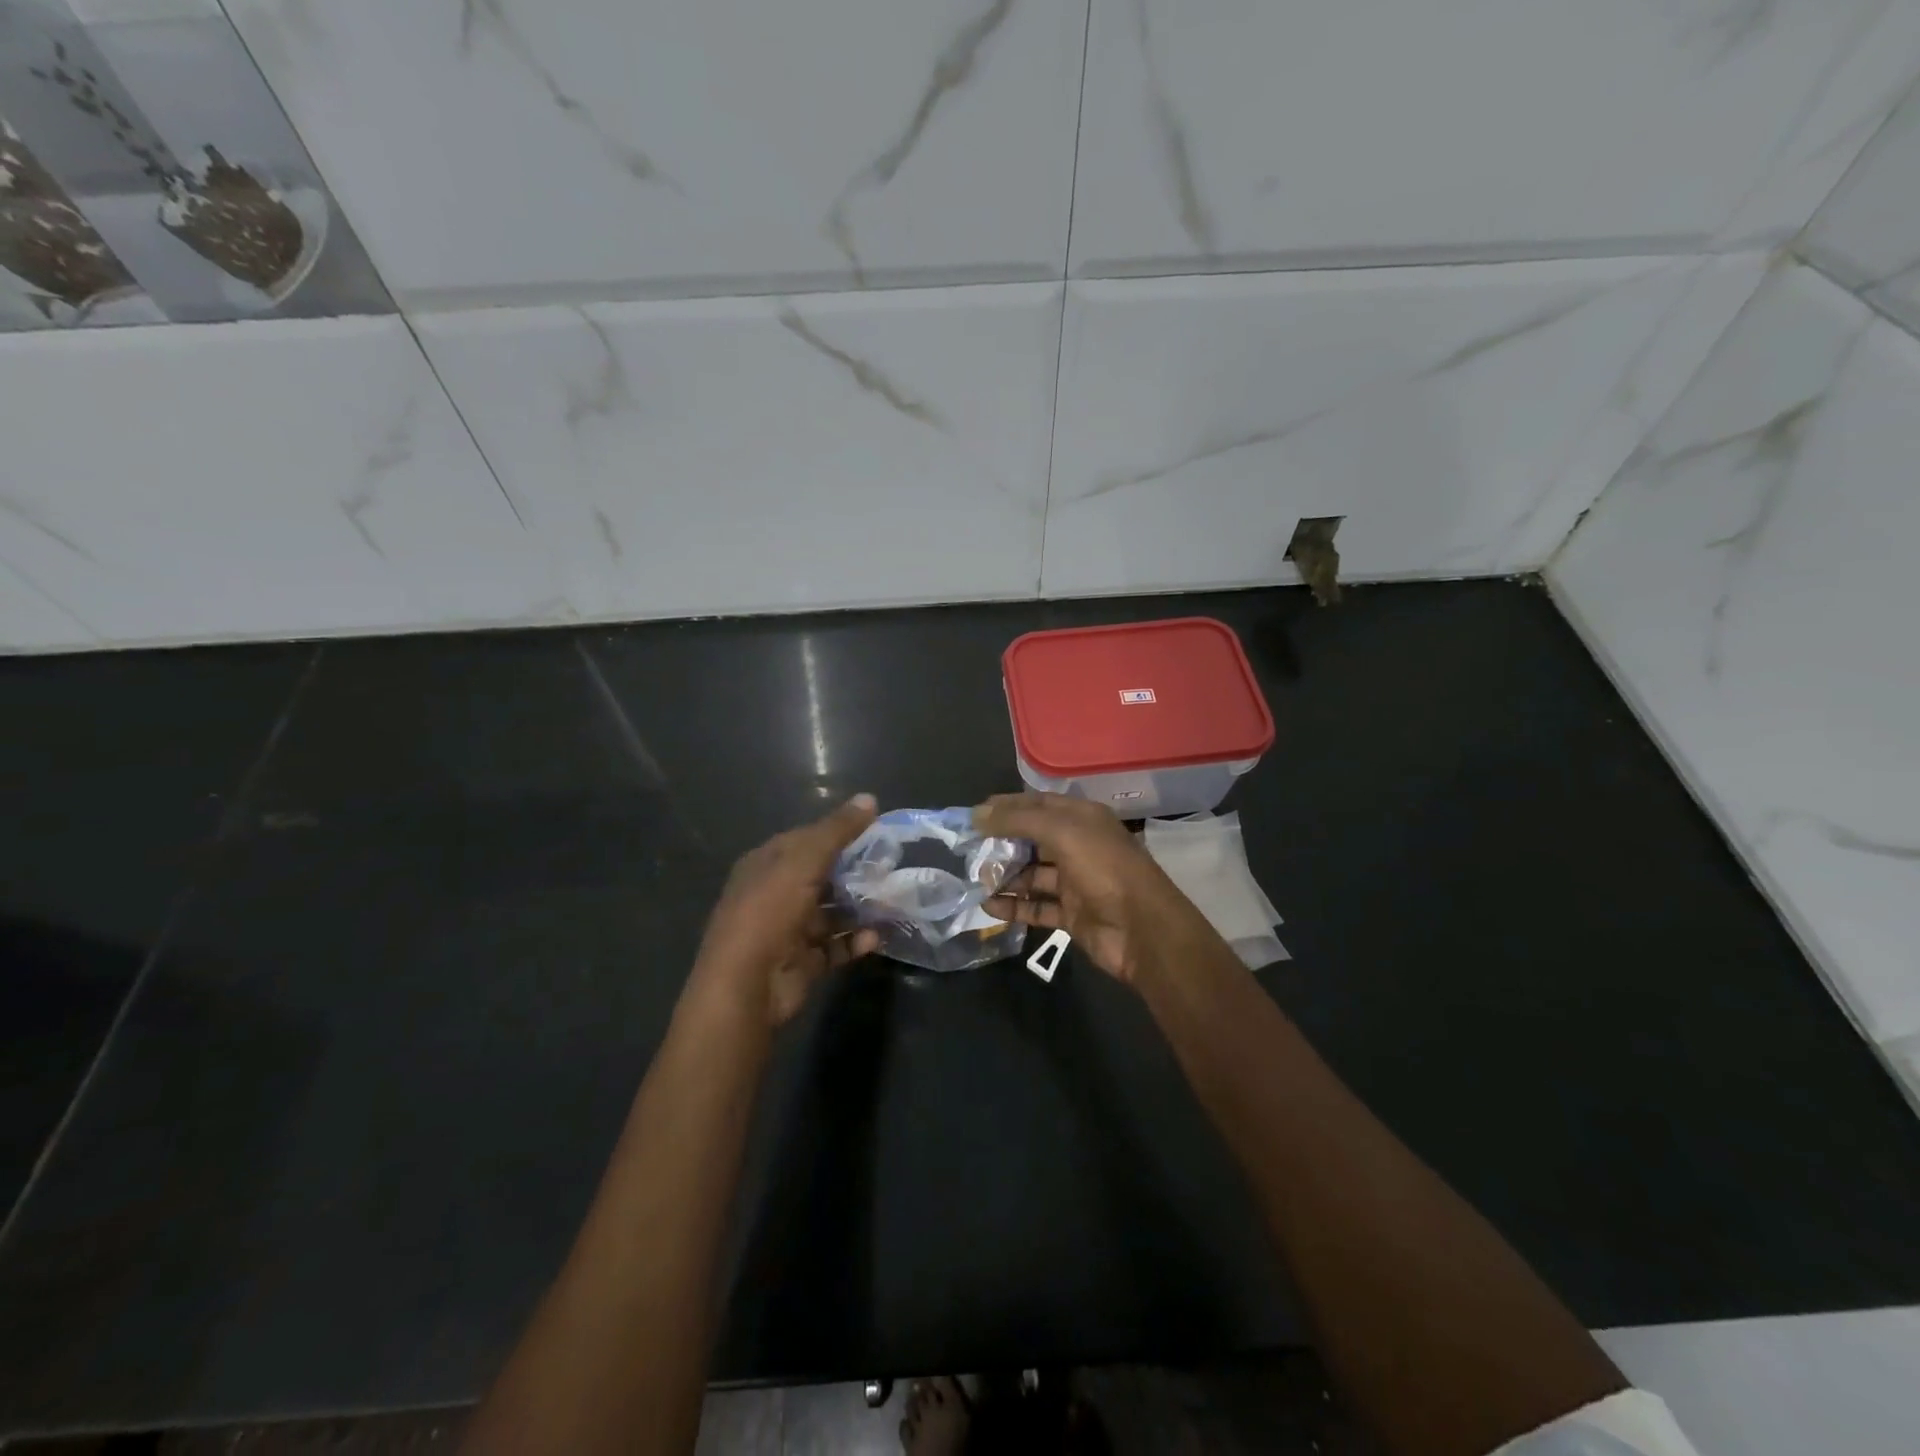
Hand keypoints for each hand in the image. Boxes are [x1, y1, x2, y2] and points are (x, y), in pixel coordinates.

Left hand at [692, 794, 882, 1025]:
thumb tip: (870, 798)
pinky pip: (835, 946)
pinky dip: (855, 941)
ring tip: (893, 903)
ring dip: (860, 909)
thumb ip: (837, 830)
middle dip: (856, 873)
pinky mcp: (802, 962)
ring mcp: (788, 930)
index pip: (806, 840)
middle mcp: (775, 894)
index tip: (877, 832)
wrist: (746, 985)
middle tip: (892, 869)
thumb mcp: (804, 861)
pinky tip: (876, 936)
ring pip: (832, 913)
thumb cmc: (770, 911)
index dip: (839, 833)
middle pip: (822, 876)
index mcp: (766, 864)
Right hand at [973, 791, 1200, 982]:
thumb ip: (1018, 820)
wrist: (1143, 930)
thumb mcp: (1062, 833)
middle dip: (1001, 844)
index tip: (973, 815)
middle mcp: (1078, 846)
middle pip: (1032, 840)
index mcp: (1082, 819)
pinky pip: (1036, 907)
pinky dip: (1014, 907)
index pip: (1037, 805)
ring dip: (1004, 877)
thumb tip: (977, 813)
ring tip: (974, 881)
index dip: (1006, 807)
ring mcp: (1075, 882)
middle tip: (969, 852)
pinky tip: (988, 907)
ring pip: (1032, 875)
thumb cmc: (1104, 869)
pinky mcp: (1072, 914)